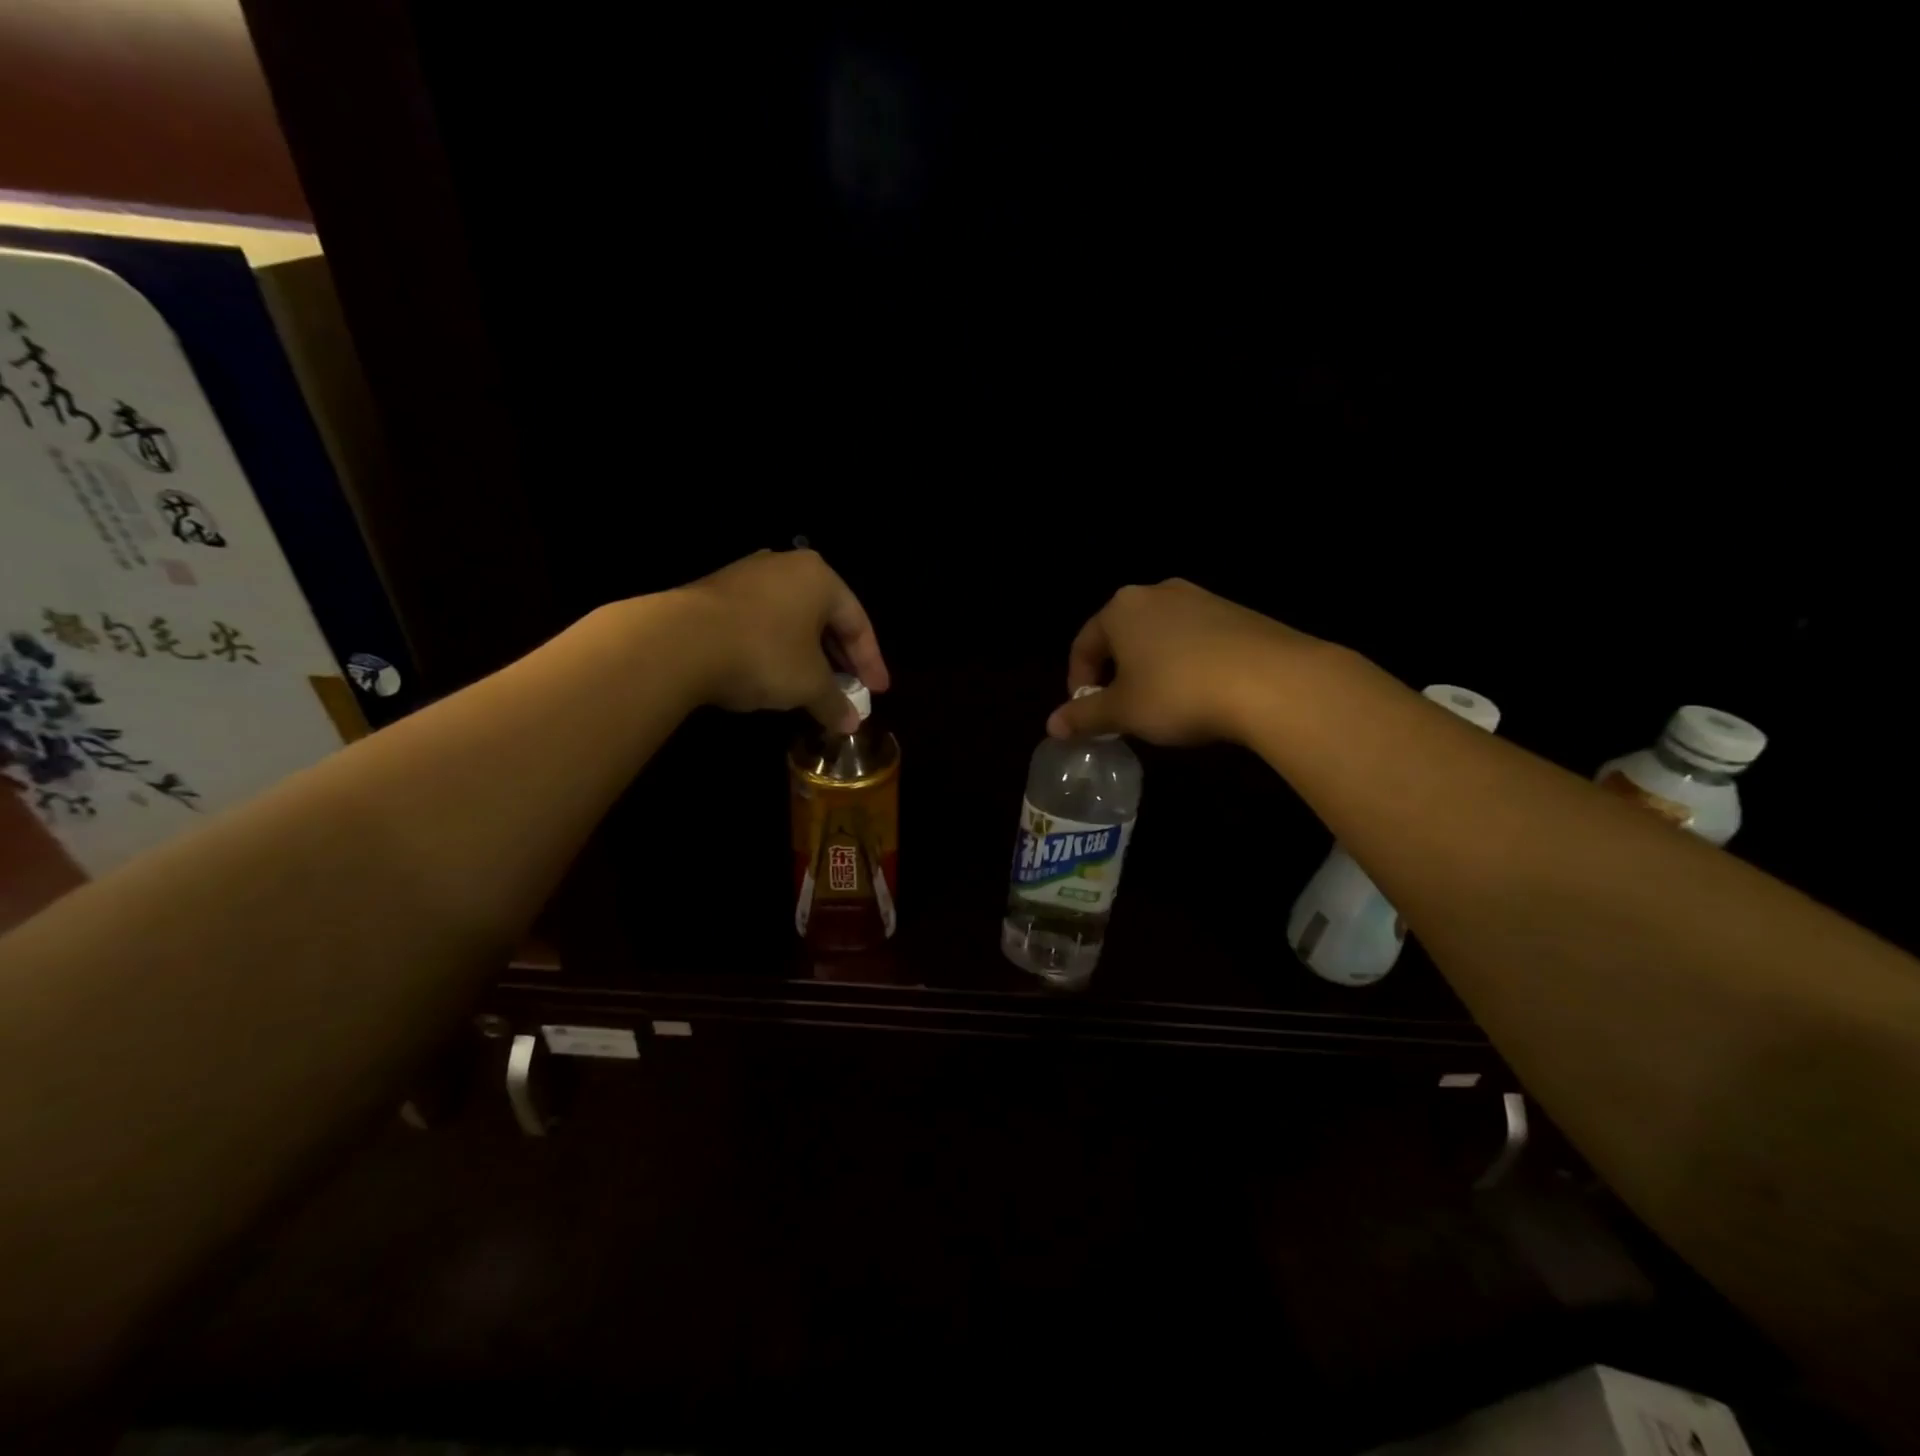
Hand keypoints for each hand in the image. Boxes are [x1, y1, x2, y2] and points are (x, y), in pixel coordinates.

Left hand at [680, 549, 888, 731]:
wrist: (679, 642)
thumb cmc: (764, 654)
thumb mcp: (809, 684)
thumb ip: (835, 702)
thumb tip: (850, 724)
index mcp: (819, 578)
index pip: (858, 622)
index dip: (871, 662)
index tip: (877, 693)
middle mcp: (786, 567)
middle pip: (825, 618)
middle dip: (839, 659)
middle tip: (850, 691)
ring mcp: (747, 576)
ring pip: (792, 620)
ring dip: (807, 655)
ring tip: (814, 687)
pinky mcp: (716, 593)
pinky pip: (762, 623)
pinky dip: (777, 649)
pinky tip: (776, 675)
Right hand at [1046, 580, 1311, 744]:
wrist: (1273, 681)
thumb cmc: (1178, 692)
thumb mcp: (1124, 712)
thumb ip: (1085, 717)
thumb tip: (1052, 726)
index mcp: (1121, 609)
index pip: (1084, 645)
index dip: (1078, 682)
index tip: (1087, 714)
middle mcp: (1157, 593)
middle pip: (1122, 636)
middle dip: (1116, 674)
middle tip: (1122, 710)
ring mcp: (1201, 599)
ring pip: (1160, 636)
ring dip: (1151, 668)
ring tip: (1162, 705)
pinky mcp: (1237, 613)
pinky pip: (1196, 639)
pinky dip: (1186, 663)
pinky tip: (1200, 693)